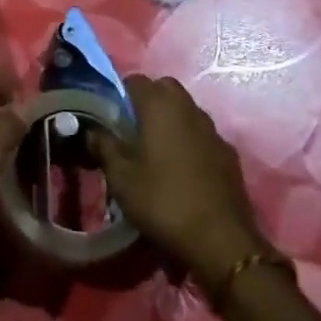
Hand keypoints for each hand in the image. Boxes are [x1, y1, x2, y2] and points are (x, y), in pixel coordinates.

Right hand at [88, 75, 269, 289]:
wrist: (220, 241)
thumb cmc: (163, 201)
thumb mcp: (121, 178)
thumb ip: (104, 147)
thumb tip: (92, 131)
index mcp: (160, 106)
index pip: (136, 80)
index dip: (120, 93)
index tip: (110, 115)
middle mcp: (189, 109)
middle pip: (165, 89)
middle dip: (148, 100)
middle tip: (132, 128)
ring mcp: (213, 131)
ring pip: (187, 110)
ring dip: (171, 120)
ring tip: (155, 149)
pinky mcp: (229, 154)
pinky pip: (203, 135)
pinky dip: (190, 141)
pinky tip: (182, 169)